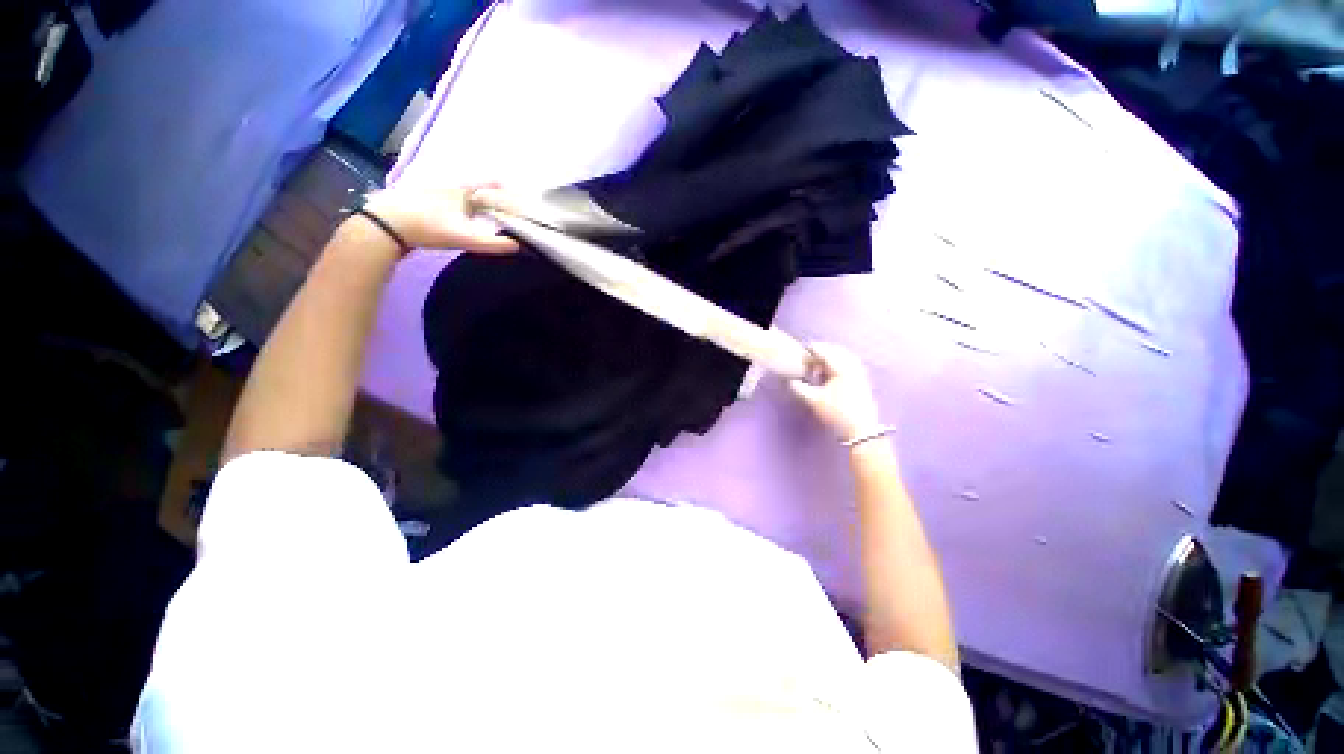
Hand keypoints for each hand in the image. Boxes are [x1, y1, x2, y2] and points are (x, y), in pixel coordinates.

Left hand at [361, 183, 518, 253]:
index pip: (489, 183)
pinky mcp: (420, 201)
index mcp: (462, 190)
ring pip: (460, 194)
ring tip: (484, 215)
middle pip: (476, 188)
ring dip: (473, 201)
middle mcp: (448, 186)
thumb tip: (519, 246)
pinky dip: (459, 207)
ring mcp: (432, 192)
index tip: (517, 197)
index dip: (505, 189)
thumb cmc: (428, 226)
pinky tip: (457, 219)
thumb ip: (493, 244)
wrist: (385, 225)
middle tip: (503, 209)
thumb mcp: (465, 238)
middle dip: (491, 196)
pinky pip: (448, 200)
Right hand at [789, 342, 881, 442]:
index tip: (801, 353)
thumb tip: (790, 380)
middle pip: (835, 351)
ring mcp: (860, 373)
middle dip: (821, 353)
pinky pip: (849, 365)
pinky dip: (838, 366)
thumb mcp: (813, 400)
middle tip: (809, 360)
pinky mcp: (863, 381)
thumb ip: (799, 388)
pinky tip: (830, 376)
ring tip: (818, 369)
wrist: (861, 429)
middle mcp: (852, 366)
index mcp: (841, 367)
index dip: (812, 350)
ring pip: (843, 358)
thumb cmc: (836, 413)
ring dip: (830, 360)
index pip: (824, 351)